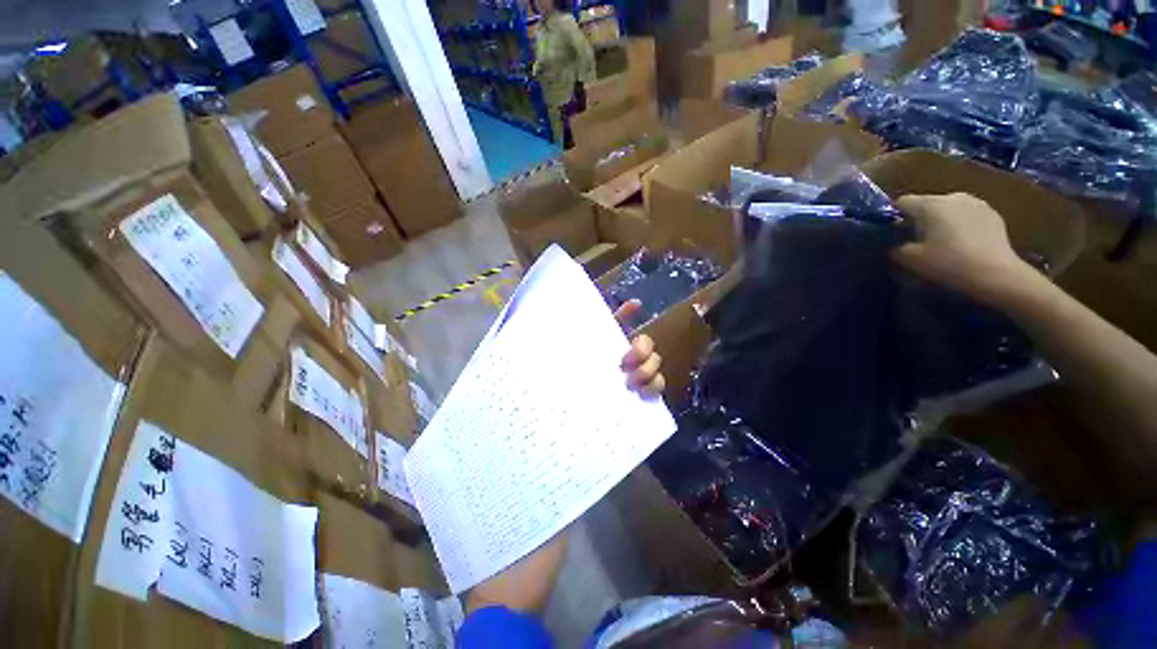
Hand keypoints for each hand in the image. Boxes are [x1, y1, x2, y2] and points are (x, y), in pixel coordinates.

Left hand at [463, 301, 664, 614]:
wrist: (521, 546)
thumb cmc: (498, 487)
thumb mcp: (487, 424)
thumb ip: (490, 381)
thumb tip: (501, 333)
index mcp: (553, 382)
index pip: (581, 340)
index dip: (605, 318)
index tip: (631, 304)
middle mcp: (580, 390)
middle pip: (618, 350)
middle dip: (634, 342)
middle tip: (628, 354)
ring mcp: (602, 411)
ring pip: (638, 373)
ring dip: (648, 363)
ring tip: (636, 375)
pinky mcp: (618, 435)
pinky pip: (645, 404)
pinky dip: (654, 390)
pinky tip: (648, 393)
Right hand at [893, 193, 1038, 304]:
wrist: (996, 274)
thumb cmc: (948, 263)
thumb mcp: (910, 260)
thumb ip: (896, 248)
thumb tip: (895, 245)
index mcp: (929, 204)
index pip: (901, 202)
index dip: (894, 217)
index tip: (894, 234)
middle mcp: (952, 196)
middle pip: (926, 203)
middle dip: (919, 219)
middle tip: (917, 241)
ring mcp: (976, 202)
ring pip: (948, 208)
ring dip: (941, 221)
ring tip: (941, 242)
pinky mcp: (992, 213)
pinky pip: (967, 215)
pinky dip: (960, 226)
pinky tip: (962, 244)